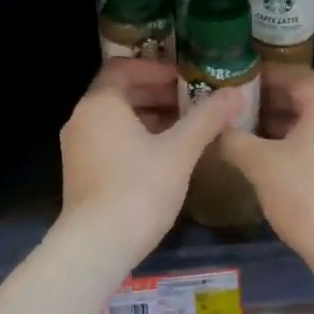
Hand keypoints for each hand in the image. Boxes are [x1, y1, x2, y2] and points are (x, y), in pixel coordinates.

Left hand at [59, 58, 247, 261]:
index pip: (123, 68)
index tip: (185, 78)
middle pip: (119, 92)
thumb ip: (206, 119)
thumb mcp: (179, 151)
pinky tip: (164, 156)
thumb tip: (236, 93)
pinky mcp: (80, 171)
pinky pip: (109, 139)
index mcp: (100, 104)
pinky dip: (135, 137)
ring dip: (149, 116)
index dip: (156, 68)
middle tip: (192, 101)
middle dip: (157, 93)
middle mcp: (82, 118)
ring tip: (185, 128)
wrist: (97, 246)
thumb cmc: (139, 190)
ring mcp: (77, 146)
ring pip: (115, 118)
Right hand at [220, 64, 313, 267]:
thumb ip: (233, 139)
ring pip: (313, 123)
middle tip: (235, 106)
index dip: (265, 73)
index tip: (237, 78)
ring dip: (280, 124)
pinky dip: (295, 143)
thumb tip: (215, 127)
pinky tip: (270, 160)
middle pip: (305, 98)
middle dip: (269, 100)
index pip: (296, 74)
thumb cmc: (304, 194)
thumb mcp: (259, 163)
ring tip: (246, 132)